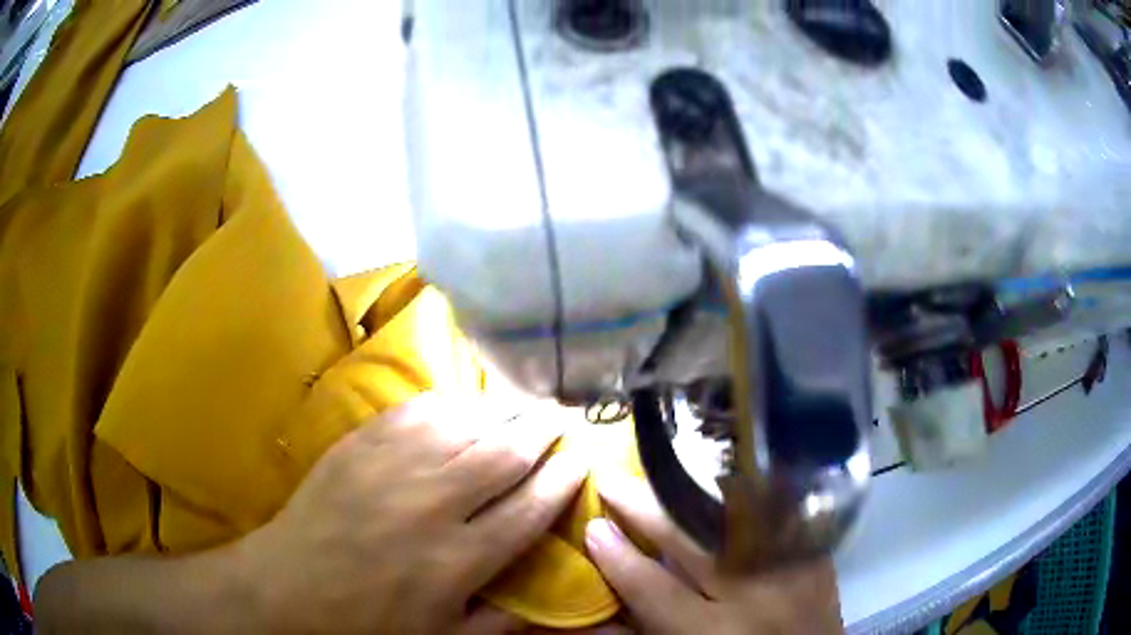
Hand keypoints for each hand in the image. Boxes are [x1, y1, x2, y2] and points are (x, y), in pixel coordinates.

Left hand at [238, 394, 586, 633]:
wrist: (290, 587)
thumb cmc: (369, 622)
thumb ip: (503, 621)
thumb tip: (548, 600)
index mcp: (459, 559)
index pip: (531, 507)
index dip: (564, 477)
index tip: (582, 457)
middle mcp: (434, 504)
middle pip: (506, 453)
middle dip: (543, 430)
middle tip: (563, 416)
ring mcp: (393, 467)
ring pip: (466, 422)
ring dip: (504, 409)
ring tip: (525, 403)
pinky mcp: (361, 444)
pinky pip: (418, 410)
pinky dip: (451, 401)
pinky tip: (465, 402)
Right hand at [585, 474, 843, 634]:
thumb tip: (588, 611)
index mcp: (710, 633)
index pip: (652, 586)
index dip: (618, 556)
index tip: (592, 526)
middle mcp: (753, 596)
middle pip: (691, 541)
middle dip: (646, 507)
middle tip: (612, 478)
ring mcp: (790, 571)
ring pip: (738, 516)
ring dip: (692, 492)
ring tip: (660, 472)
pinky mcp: (816, 556)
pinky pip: (780, 513)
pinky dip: (748, 494)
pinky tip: (724, 478)